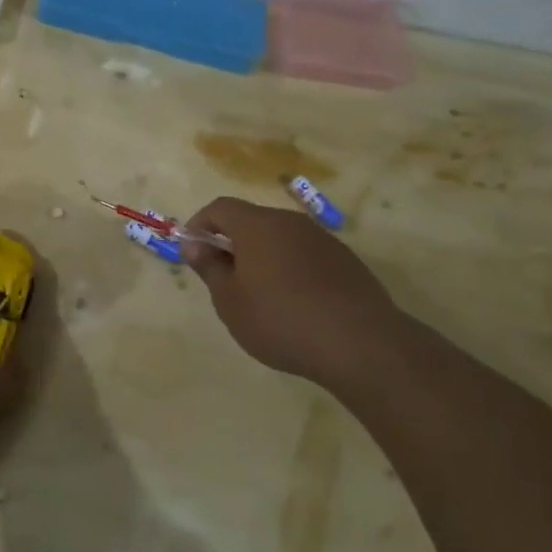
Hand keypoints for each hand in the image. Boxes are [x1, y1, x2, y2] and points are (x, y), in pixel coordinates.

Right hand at [181, 197, 406, 385]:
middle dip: (232, 242)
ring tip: (260, 295)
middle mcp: (290, 222)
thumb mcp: (230, 301)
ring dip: (263, 256)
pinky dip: (291, 269)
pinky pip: (305, 255)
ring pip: (281, 238)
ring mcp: (322, 239)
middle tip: (224, 278)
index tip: (193, 251)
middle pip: (252, 220)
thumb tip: (193, 243)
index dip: (200, 225)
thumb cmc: (280, 320)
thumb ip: (209, 267)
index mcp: (257, 225)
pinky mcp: (345, 260)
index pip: (220, 208)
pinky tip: (295, 304)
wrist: (359, 342)